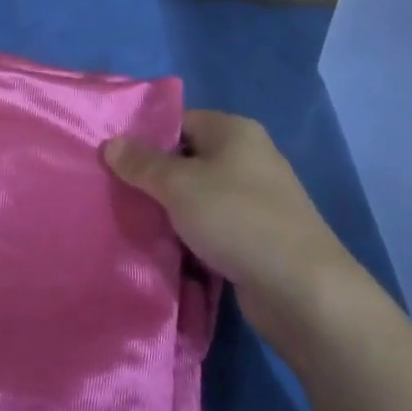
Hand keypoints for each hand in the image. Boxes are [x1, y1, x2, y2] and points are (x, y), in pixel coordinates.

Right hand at [104, 111, 360, 342]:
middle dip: (154, 178)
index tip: (113, 161)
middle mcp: (249, 157)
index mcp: (234, 131)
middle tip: (116, 194)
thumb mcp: (178, 185)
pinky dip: (191, 234)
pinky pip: (214, 225)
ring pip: (199, 196)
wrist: (302, 288)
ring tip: (133, 222)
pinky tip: (166, 248)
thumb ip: (141, 163)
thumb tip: (110, 143)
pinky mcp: (258, 236)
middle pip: (188, 159)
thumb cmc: (236, 218)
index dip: (145, 138)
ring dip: (171, 210)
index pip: (179, 121)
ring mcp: (257, 199)